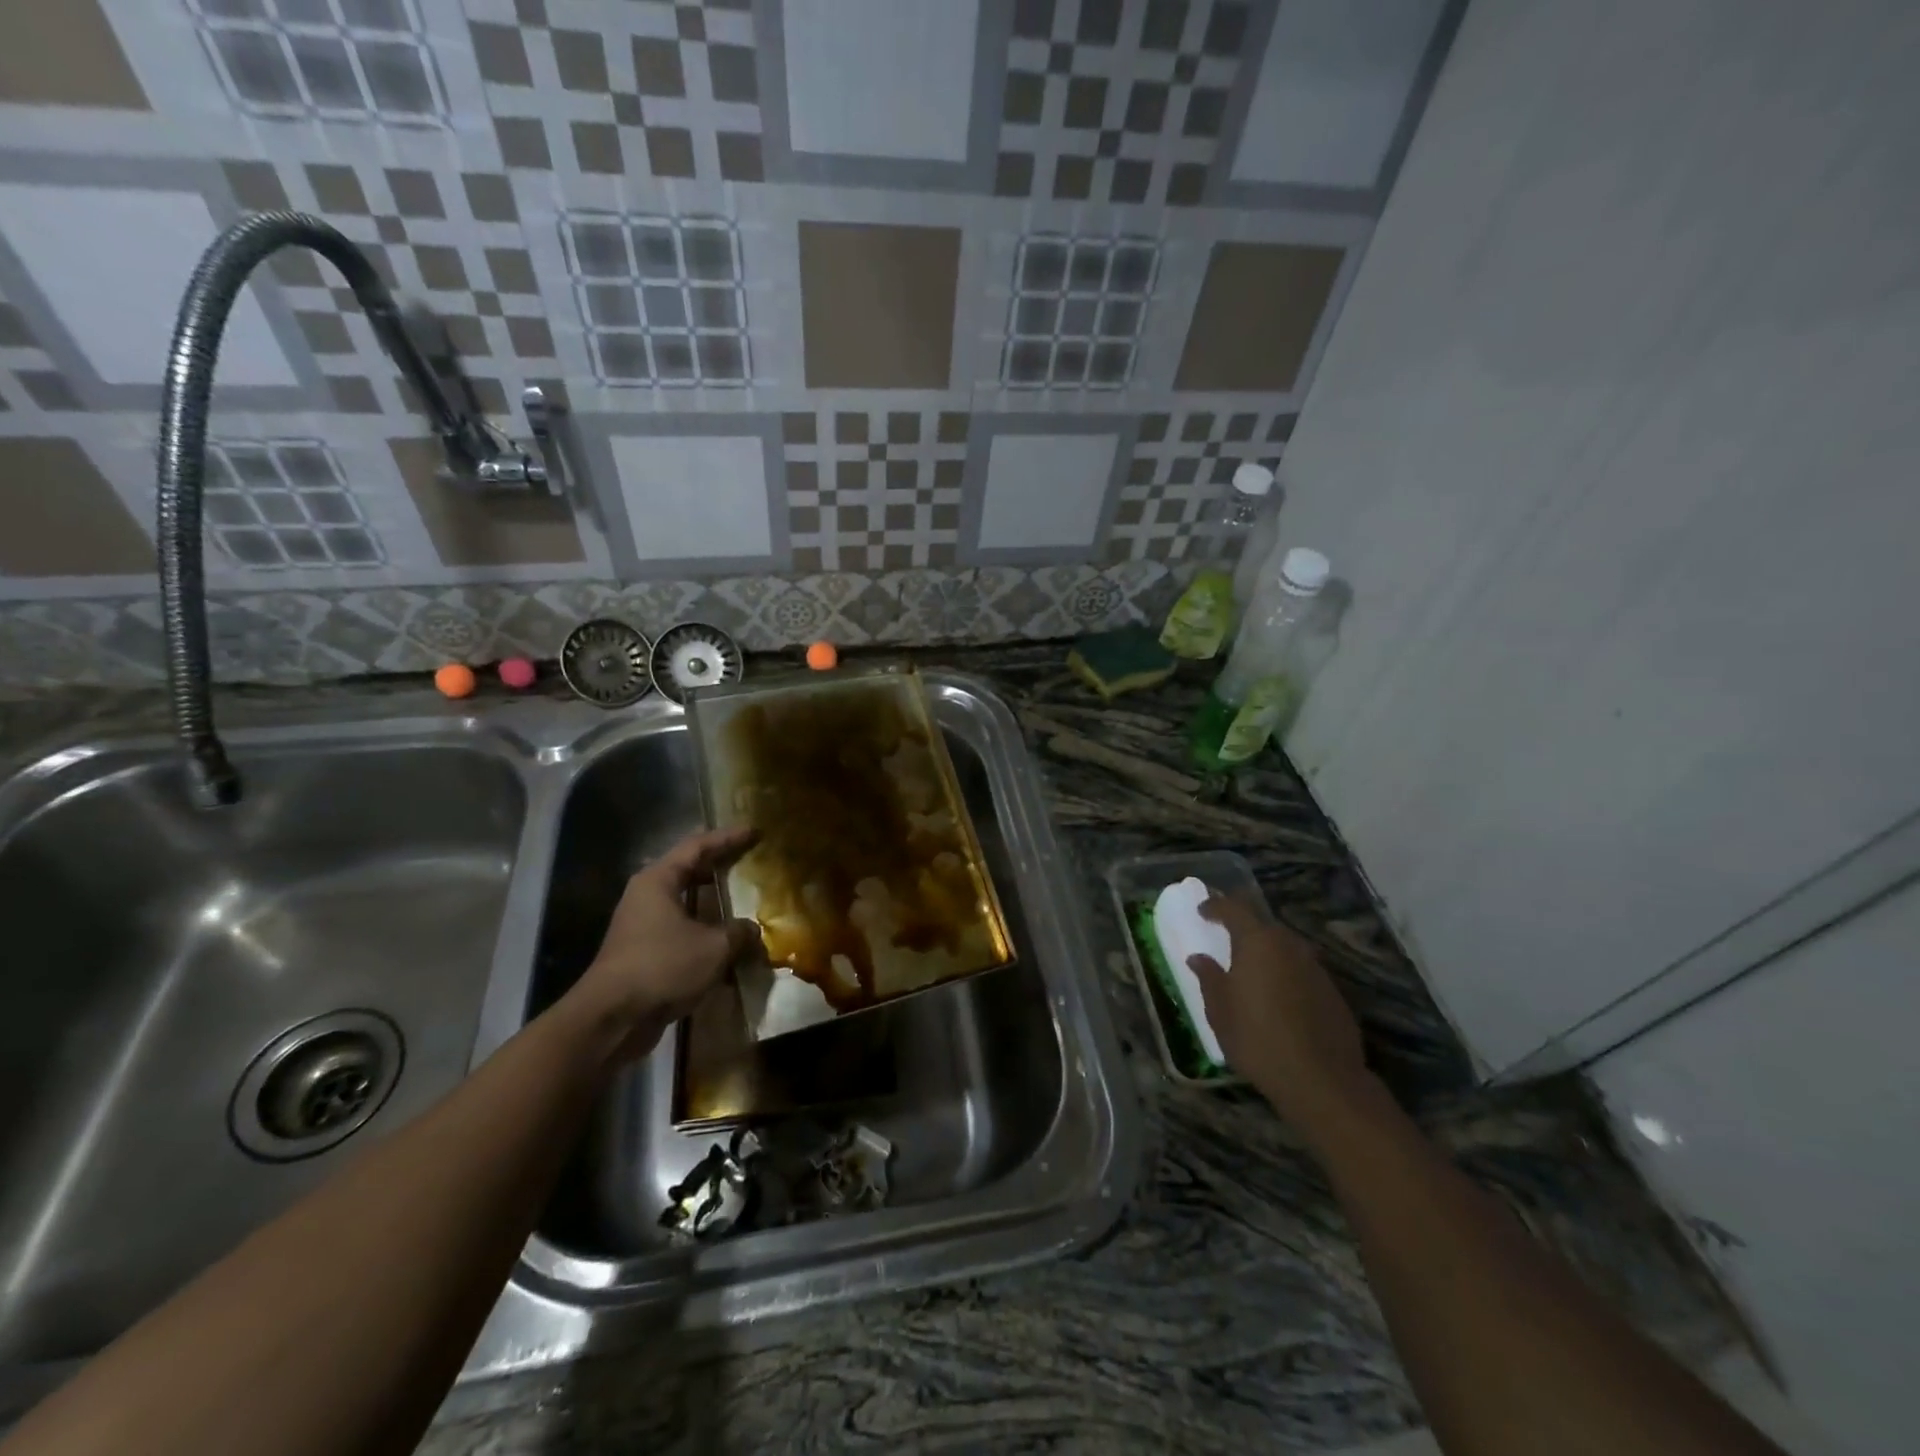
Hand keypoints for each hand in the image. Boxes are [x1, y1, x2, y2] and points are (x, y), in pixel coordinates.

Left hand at [571, 827, 761, 1055]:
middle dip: (720, 866)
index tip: (755, 831)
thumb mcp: (714, 947)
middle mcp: (647, 896)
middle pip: (689, 871)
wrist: (612, 1019)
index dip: (728, 837)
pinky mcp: (644, 953)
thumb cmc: (662, 967)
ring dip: (713, 903)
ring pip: (686, 903)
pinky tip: (728, 943)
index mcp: (659, 880)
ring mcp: (642, 925)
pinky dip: (705, 931)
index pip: (698, 846)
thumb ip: (739, 932)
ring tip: (744, 900)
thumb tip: (753, 930)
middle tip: (750, 860)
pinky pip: (682, 931)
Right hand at [1187, 894, 1377, 1145]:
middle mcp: (1290, 946)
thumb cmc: (1258, 1040)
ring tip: (1252, 971)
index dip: (1216, 906)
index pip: (1234, 909)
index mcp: (1258, 943)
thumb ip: (1209, 978)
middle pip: (1264, 925)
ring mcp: (1316, 968)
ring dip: (1267, 953)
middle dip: (1244, 929)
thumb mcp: (1220, 1011)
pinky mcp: (1333, 992)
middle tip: (1227, 941)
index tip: (1202, 911)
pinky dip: (1286, 975)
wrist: (1322, 1080)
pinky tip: (1279, 999)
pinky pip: (1302, 971)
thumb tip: (1199, 958)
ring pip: (1286, 948)